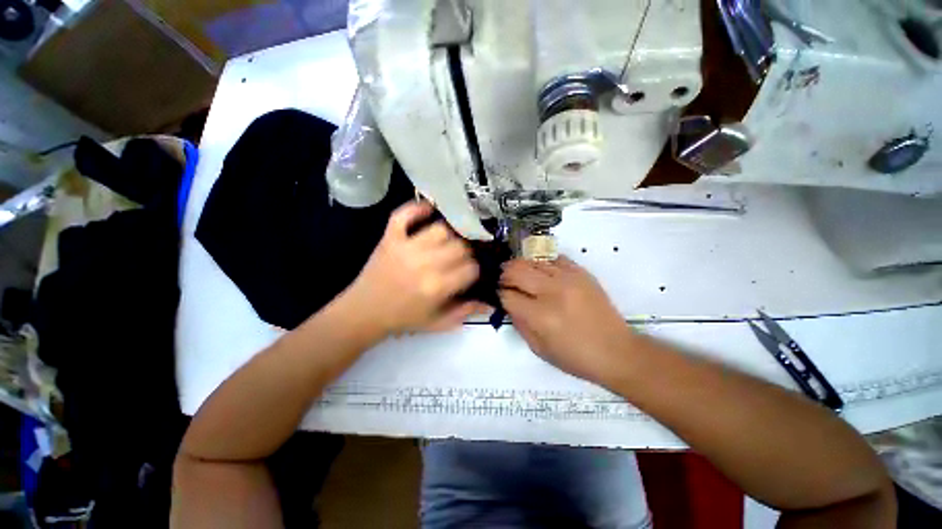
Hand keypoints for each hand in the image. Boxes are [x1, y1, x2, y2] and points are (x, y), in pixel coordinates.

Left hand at [348, 201, 484, 334]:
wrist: (364, 312)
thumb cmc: (403, 319)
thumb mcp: (437, 323)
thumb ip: (465, 312)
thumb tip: (490, 303)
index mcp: (437, 287)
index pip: (471, 268)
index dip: (476, 270)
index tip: (471, 273)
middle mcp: (424, 264)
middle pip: (460, 246)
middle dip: (466, 252)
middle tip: (462, 258)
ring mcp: (406, 247)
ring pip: (440, 229)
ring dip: (450, 234)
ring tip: (449, 243)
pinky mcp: (390, 238)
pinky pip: (404, 215)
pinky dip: (417, 208)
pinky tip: (430, 209)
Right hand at [499, 256, 634, 385]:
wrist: (617, 351)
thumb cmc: (575, 357)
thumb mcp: (539, 348)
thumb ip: (519, 323)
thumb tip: (508, 303)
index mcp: (540, 316)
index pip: (508, 295)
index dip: (499, 294)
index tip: (499, 295)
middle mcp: (552, 292)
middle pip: (516, 271)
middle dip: (504, 274)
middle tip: (504, 280)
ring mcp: (569, 279)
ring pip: (533, 261)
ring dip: (521, 266)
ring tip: (520, 274)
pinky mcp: (581, 273)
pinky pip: (554, 258)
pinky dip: (542, 263)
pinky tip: (541, 272)